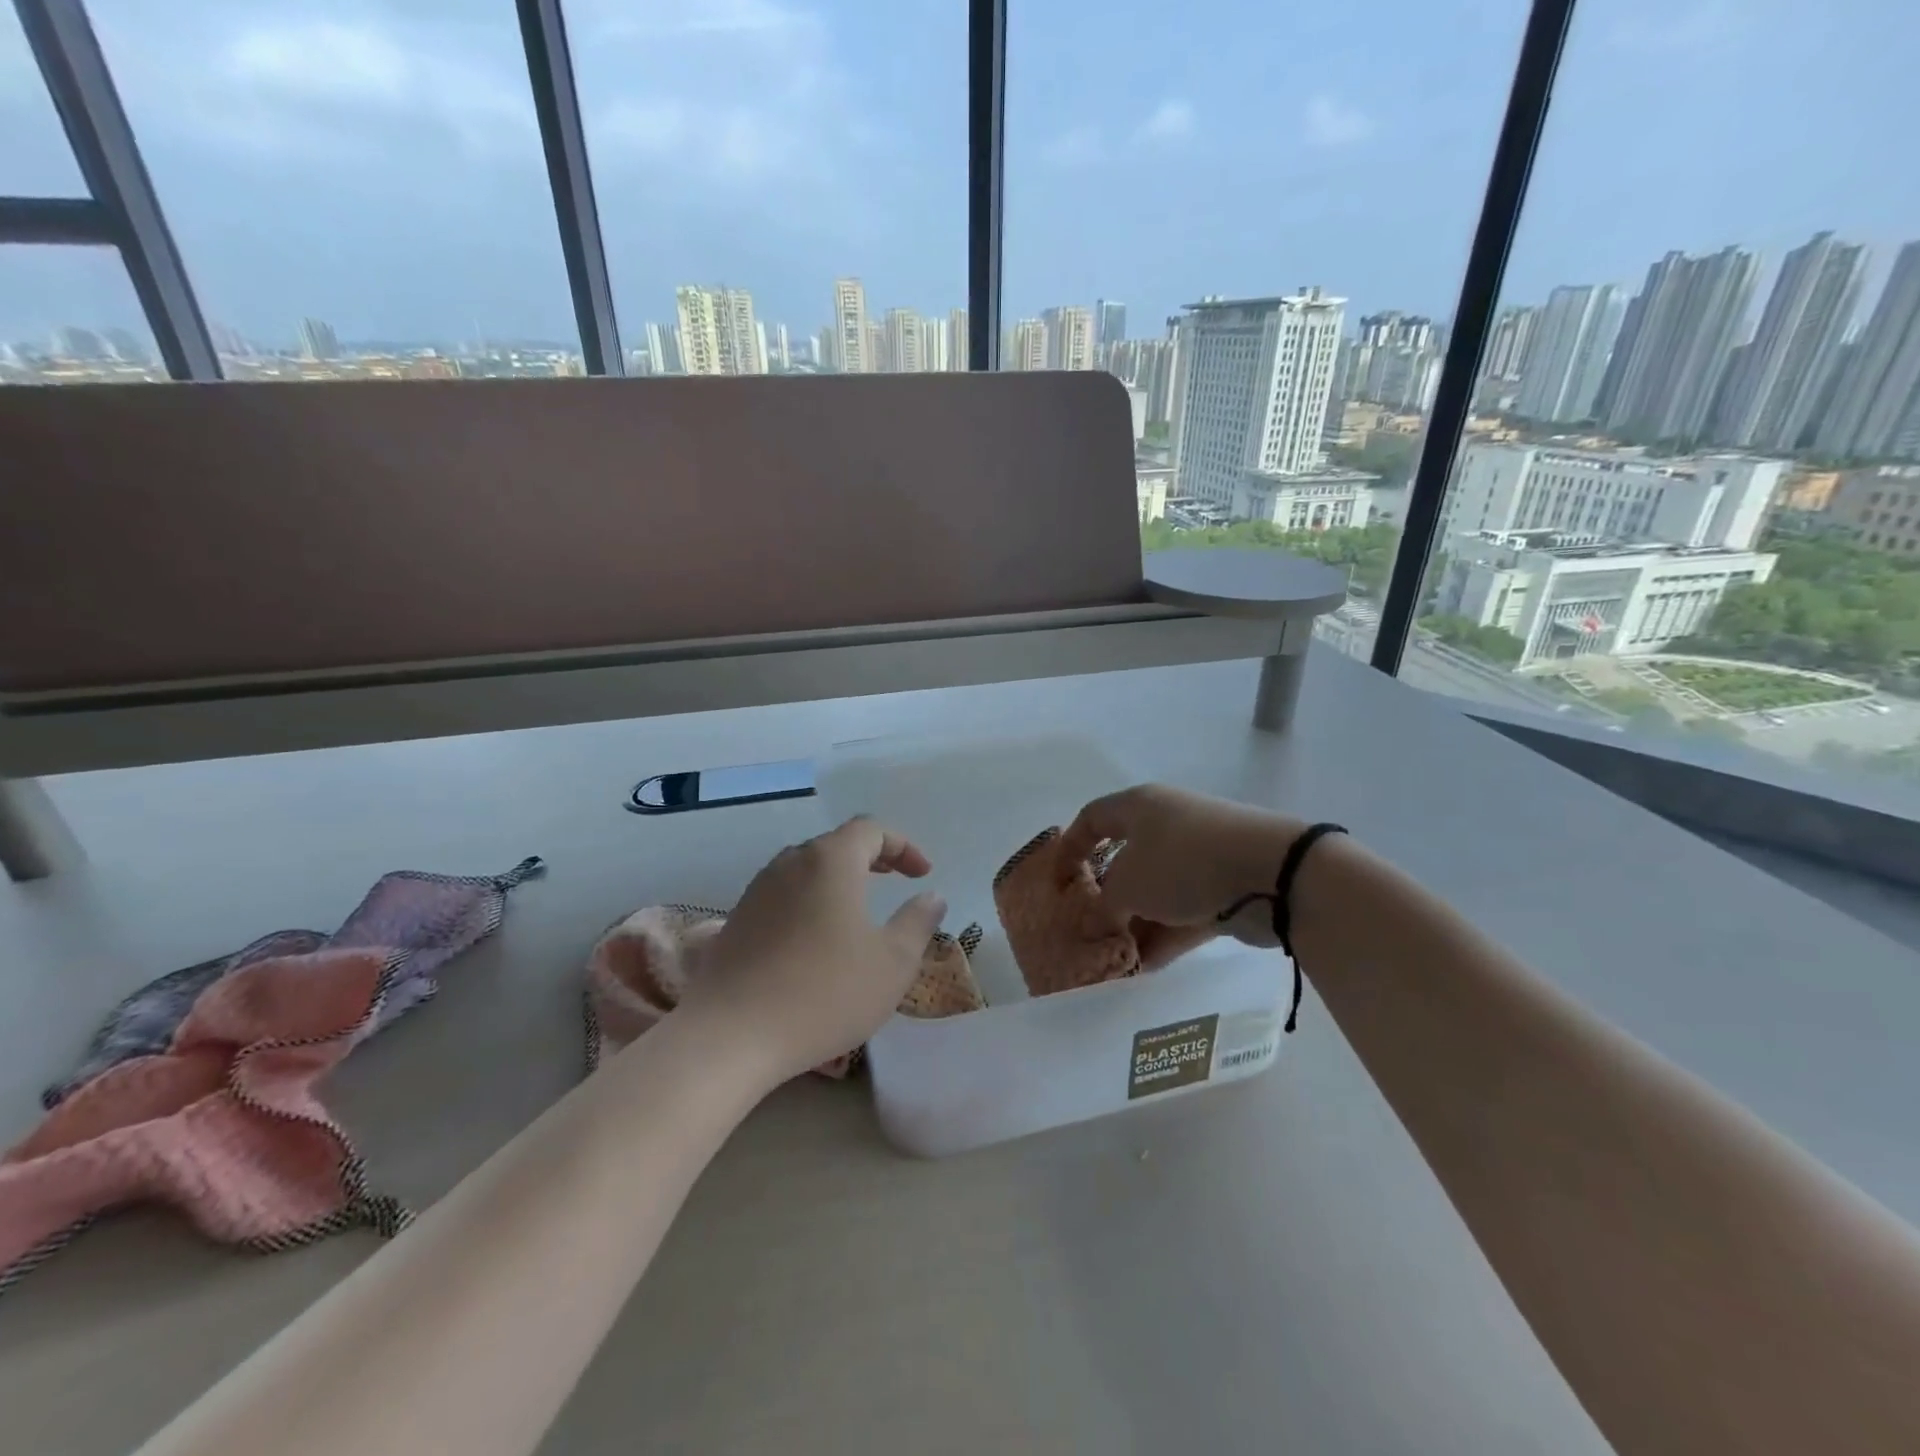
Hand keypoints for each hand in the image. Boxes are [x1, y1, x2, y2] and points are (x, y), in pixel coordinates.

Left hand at [678, 817, 946, 1086]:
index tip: (921, 875)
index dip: (902, 846)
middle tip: (894, 881)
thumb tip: (931, 897)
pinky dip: (809, 900)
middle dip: (870, 857)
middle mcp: (791, 862)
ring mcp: (758, 889)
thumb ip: (917, 922)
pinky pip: (783, 894)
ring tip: (857, 909)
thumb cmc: (824, 993)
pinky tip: (816, 939)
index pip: (870, 829)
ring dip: (837, 879)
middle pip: (835, 844)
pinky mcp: (737, 919)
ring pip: (806, 868)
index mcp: (831, 861)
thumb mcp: (892, 963)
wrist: (730, 1035)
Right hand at [1058, 785, 1308, 949]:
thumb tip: (1097, 922)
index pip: (1092, 819)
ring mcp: (1199, 857)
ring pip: (1157, 892)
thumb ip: (1104, 906)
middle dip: (1107, 898)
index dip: (1069, 848)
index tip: (1057, 883)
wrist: (1273, 874)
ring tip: (1116, 960)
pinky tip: (1146, 969)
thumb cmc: (1183, 863)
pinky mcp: (1225, 887)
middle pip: (1126, 860)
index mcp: (1139, 807)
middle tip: (1090, 929)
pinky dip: (1166, 937)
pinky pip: (1185, 913)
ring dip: (1136, 925)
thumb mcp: (1129, 886)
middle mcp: (1167, 825)